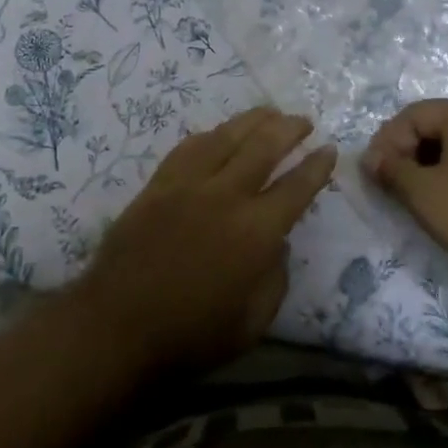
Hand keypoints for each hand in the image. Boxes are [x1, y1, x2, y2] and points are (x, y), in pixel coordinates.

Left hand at [73, 108, 335, 378]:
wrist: (118, 326)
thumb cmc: (191, 335)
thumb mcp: (253, 322)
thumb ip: (275, 278)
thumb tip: (278, 243)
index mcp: (255, 232)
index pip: (296, 187)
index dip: (317, 167)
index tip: (329, 149)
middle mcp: (225, 196)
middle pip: (263, 147)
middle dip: (289, 129)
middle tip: (304, 120)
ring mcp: (188, 184)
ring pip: (226, 137)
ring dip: (253, 120)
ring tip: (270, 112)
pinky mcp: (158, 184)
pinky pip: (189, 147)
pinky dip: (211, 135)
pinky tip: (219, 132)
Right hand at [361, 99, 447, 284]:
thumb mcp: (424, 193)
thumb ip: (392, 171)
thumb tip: (372, 158)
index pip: (411, 115)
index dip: (386, 142)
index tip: (375, 176)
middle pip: (435, 128)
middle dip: (408, 156)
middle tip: (394, 189)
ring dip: (432, 171)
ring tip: (422, 203)